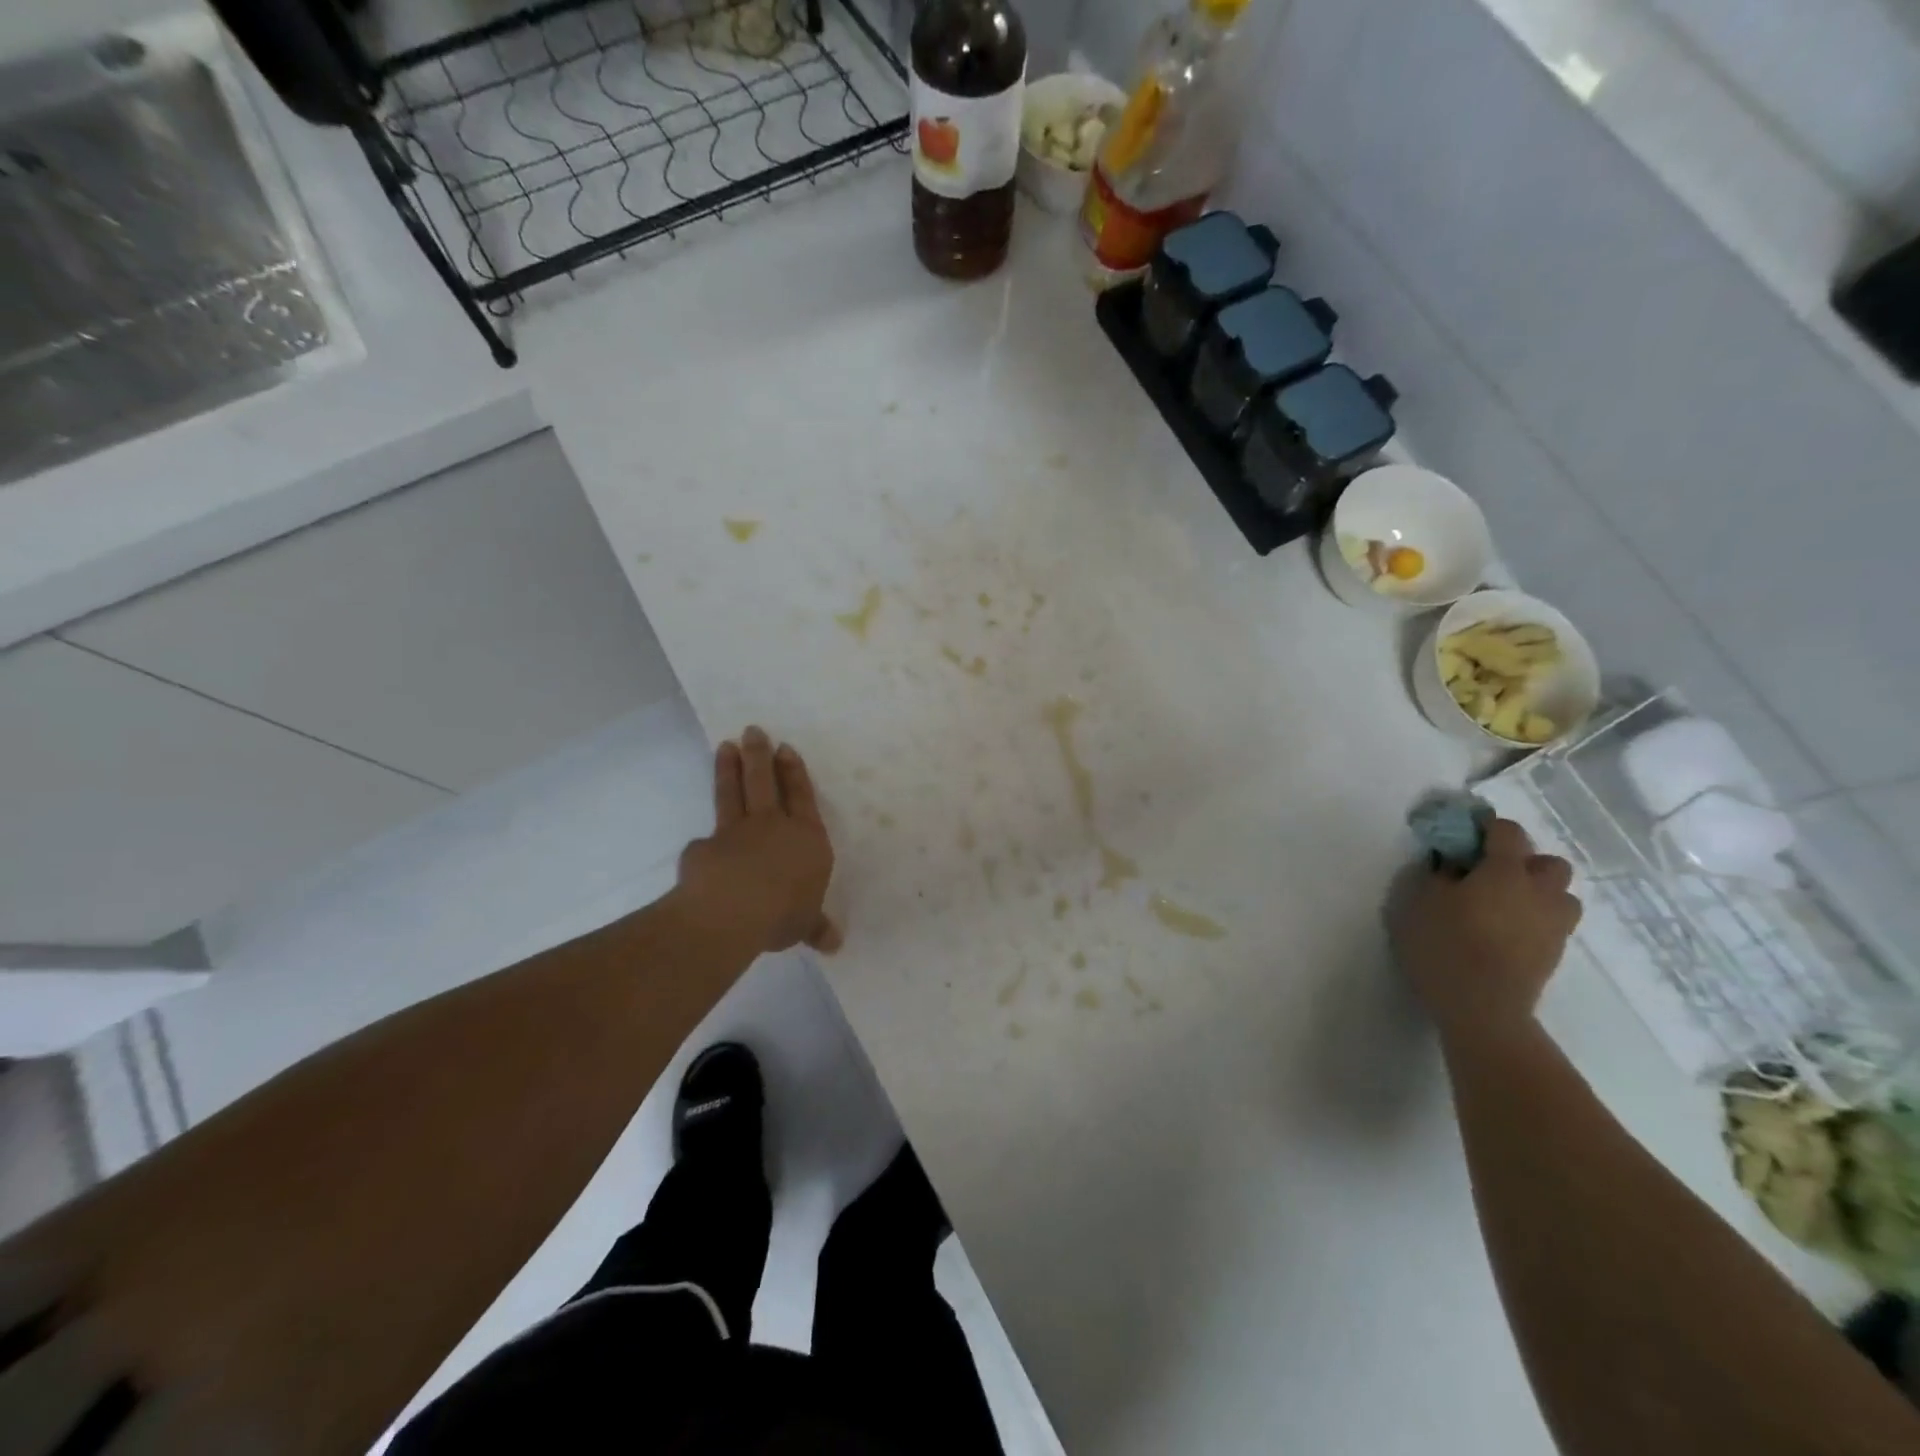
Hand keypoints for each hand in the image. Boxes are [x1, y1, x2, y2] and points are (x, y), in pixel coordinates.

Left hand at [676, 726, 840, 954]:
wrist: (733, 911)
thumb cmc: (784, 913)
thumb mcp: (806, 925)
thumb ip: (816, 927)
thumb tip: (835, 944)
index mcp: (806, 838)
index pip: (802, 796)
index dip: (794, 772)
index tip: (785, 748)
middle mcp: (772, 826)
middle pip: (764, 782)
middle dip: (759, 755)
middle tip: (752, 730)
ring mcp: (736, 832)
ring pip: (733, 793)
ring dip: (729, 769)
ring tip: (725, 746)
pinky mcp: (705, 847)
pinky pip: (706, 842)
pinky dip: (705, 843)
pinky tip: (700, 847)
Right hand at [1390, 818, 1581, 1044]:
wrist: (1482, 1007)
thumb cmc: (1444, 945)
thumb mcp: (1418, 902)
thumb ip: (1436, 875)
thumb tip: (1450, 864)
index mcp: (1505, 872)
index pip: (1507, 832)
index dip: (1487, 827)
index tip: (1464, 836)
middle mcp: (1539, 892)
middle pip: (1549, 863)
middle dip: (1524, 862)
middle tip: (1490, 874)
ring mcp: (1553, 925)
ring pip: (1560, 895)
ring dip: (1539, 893)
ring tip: (1505, 905)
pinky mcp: (1554, 954)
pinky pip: (1553, 923)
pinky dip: (1535, 920)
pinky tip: (1506, 932)